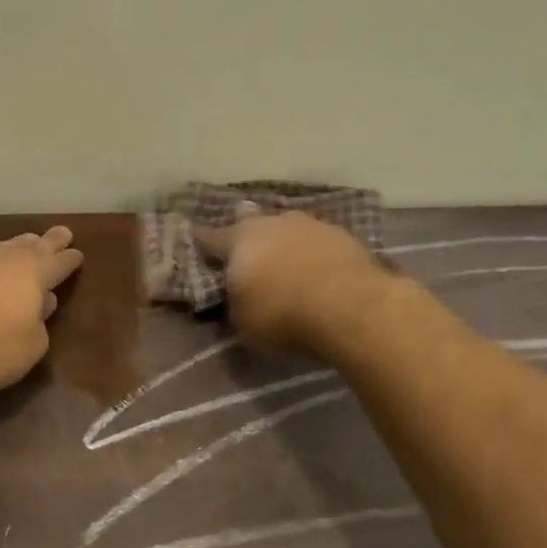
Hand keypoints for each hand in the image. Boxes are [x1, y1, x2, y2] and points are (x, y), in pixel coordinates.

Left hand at [0, 227, 84, 391]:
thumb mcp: (27, 349)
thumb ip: (39, 327)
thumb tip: (40, 307)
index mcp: (33, 274)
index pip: (59, 263)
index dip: (70, 260)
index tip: (78, 254)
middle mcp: (4, 257)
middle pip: (32, 245)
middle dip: (49, 241)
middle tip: (61, 233)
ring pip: (1, 247)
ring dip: (16, 247)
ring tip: (24, 245)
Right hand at [193, 207, 387, 354]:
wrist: (350, 308)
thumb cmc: (281, 316)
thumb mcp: (242, 325)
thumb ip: (236, 307)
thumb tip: (239, 301)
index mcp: (239, 239)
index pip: (210, 237)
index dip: (202, 242)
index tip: (195, 240)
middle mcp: (272, 222)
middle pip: (253, 226)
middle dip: (249, 240)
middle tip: (248, 257)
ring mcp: (312, 225)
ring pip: (290, 232)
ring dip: (286, 247)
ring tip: (288, 268)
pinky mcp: (346, 237)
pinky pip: (320, 246)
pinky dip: (315, 258)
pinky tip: (319, 276)